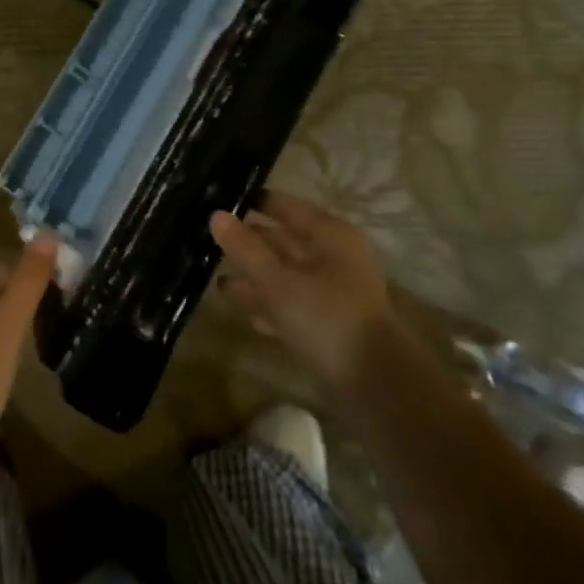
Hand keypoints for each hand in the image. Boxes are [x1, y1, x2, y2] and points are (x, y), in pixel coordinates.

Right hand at [210, 192, 393, 385]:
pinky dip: (269, 304)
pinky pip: (292, 304)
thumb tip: (216, 215)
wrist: (375, 382)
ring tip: (216, 280)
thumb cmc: (325, 316)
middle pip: (283, 241)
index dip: (253, 202)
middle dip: (248, 243)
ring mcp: (333, 291)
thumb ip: (245, 248)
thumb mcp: (277, 280)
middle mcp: (333, 256)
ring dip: (254, 277)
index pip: (284, 206)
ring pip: (285, 274)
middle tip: (208, 241)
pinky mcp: (329, 322)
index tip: (218, 201)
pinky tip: (242, 311)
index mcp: (329, 235)